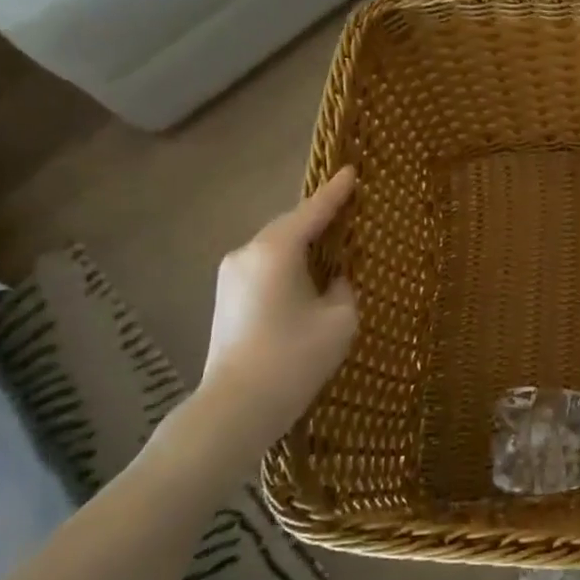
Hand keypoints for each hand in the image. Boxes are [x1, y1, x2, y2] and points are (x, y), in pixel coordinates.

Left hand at [178, 167, 359, 472]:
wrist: (234, 408)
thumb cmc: (294, 359)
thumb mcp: (340, 319)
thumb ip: (344, 288)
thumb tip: (335, 281)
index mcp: (276, 250)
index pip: (313, 210)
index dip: (336, 191)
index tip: (352, 170)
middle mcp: (248, 253)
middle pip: (290, 225)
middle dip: (319, 216)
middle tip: (349, 208)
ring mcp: (231, 275)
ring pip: (276, 245)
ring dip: (303, 242)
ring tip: (332, 241)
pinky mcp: (226, 297)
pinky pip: (265, 264)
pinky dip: (288, 261)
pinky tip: (307, 273)